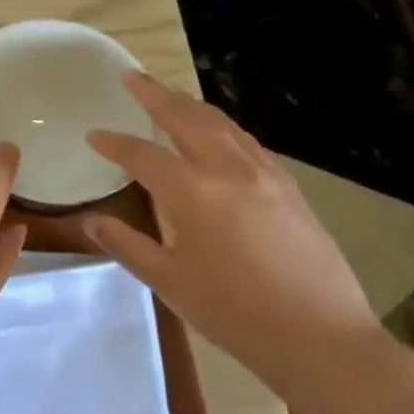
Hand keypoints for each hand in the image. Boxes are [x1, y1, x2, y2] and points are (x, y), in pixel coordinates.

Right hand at [84, 71, 381, 404]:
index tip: (93, 135)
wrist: (321, 338)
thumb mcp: (169, 282)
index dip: (114, 143)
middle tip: (132, 75)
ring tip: (171, 95)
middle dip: (155, 94)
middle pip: (186, 118)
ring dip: (191, 104)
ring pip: (222, 124)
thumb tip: (92, 221)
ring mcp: (266, 176)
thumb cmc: (234, 313)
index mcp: (194, 193)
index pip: (143, 155)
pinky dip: (222, 127)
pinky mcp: (290, 189)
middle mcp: (229, 171)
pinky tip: (218, 135)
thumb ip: (128, 245)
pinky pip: (248, 142)